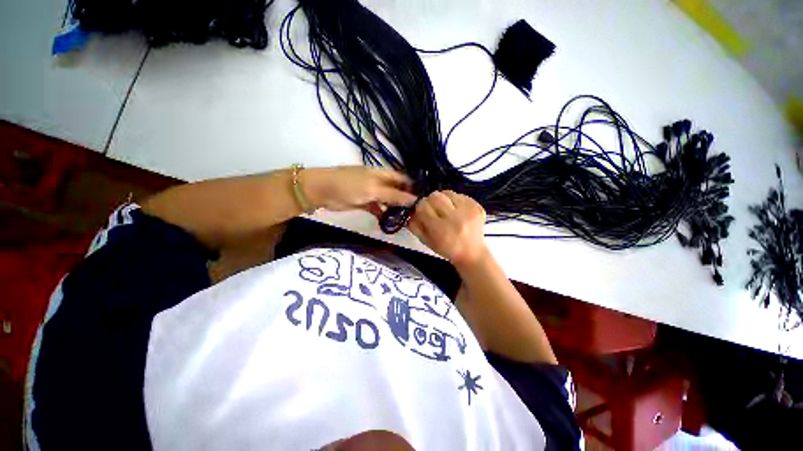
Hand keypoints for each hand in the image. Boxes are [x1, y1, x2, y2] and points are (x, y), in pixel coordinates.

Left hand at [304, 166, 416, 210]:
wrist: (322, 191)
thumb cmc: (349, 186)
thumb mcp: (374, 189)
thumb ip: (394, 195)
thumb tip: (414, 199)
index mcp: (383, 174)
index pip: (403, 179)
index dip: (413, 187)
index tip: (424, 200)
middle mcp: (380, 182)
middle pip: (397, 190)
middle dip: (406, 200)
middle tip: (417, 213)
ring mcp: (372, 193)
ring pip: (388, 200)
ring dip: (395, 209)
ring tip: (406, 220)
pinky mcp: (365, 203)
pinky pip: (378, 209)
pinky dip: (383, 215)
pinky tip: (389, 222)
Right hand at [408, 190, 488, 266]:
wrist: (472, 253)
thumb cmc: (446, 249)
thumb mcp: (427, 242)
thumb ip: (415, 226)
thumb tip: (411, 213)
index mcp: (441, 229)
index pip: (423, 207)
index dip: (419, 208)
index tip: (421, 212)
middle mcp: (455, 218)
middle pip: (435, 196)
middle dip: (430, 201)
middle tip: (432, 209)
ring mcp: (468, 211)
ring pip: (448, 193)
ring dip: (443, 199)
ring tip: (444, 209)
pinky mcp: (477, 207)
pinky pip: (460, 195)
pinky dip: (454, 200)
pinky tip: (455, 210)